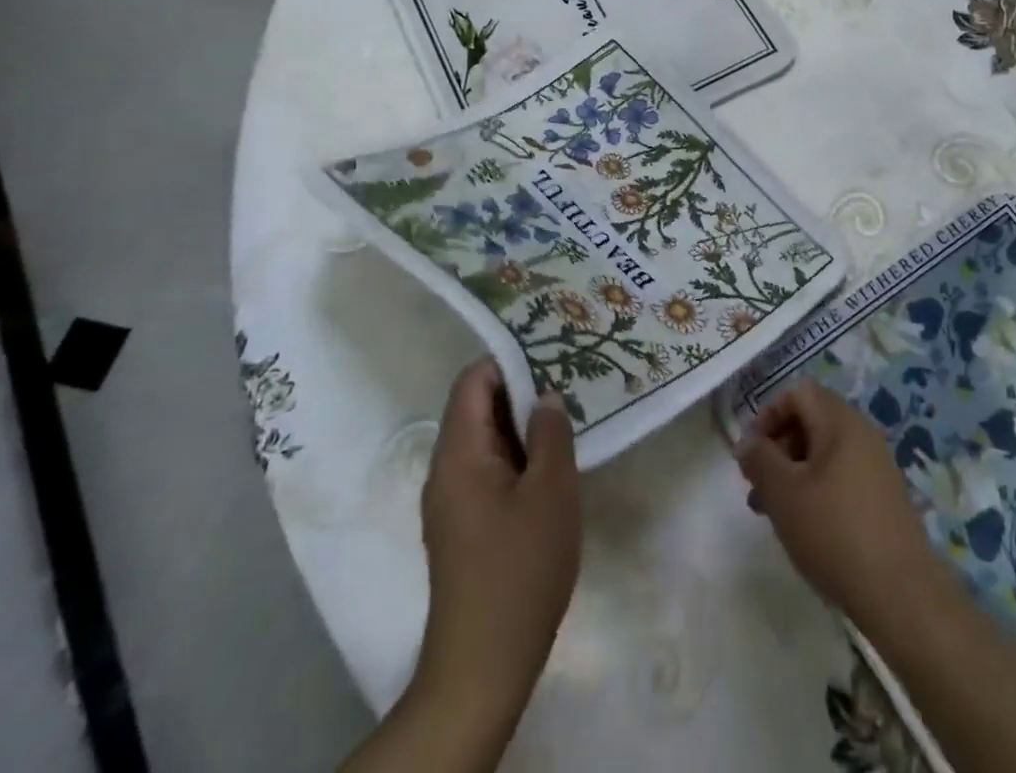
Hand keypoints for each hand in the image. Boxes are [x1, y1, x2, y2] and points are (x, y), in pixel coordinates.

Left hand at [416, 360, 580, 721]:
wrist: (483, 665)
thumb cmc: (519, 568)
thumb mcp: (551, 491)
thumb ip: (550, 433)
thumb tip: (546, 396)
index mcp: (459, 453)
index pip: (473, 380)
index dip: (509, 359)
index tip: (551, 351)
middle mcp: (446, 469)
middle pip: (477, 406)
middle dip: (521, 389)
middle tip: (569, 379)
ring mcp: (451, 500)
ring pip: (485, 439)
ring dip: (522, 424)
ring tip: (567, 415)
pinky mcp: (463, 525)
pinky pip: (487, 469)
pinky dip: (517, 454)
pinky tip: (551, 463)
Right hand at [734, 380, 935, 623]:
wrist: (901, 594)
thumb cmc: (834, 533)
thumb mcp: (783, 494)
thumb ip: (759, 460)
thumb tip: (747, 443)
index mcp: (840, 421)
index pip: (797, 392)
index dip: (768, 414)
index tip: (752, 452)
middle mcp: (862, 433)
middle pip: (811, 419)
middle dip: (778, 446)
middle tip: (758, 485)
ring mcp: (877, 464)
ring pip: (824, 451)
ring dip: (794, 471)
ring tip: (773, 512)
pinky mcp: (883, 495)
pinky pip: (841, 474)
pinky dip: (817, 487)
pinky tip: (806, 526)